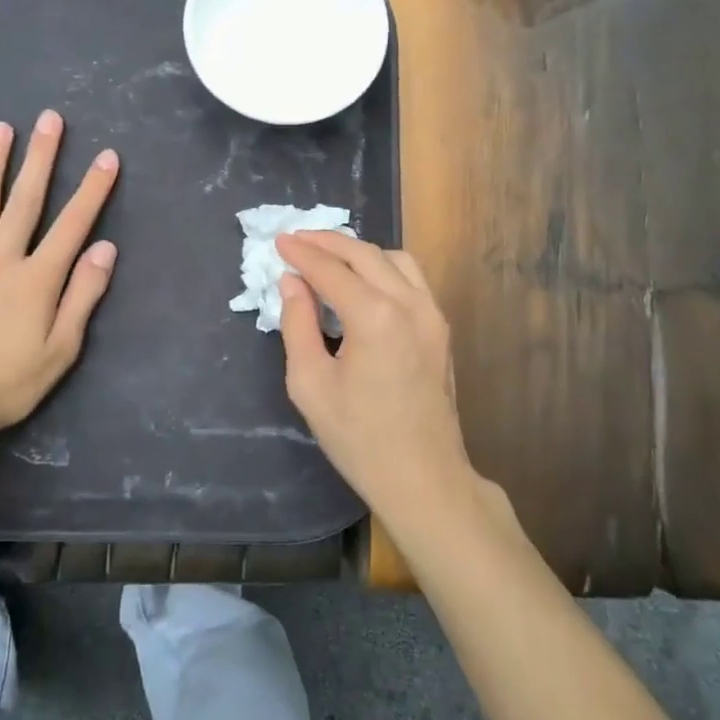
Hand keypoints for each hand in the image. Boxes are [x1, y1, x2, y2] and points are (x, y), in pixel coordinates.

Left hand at [0, 110, 118, 452]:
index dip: (93, 189)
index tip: (108, 157)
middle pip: (26, 200)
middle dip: (42, 158)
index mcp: (37, 278)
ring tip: (1, 127)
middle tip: (50, 119)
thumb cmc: (8, 383)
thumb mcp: (60, 350)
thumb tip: (105, 249)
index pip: (73, 224)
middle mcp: (1, 258)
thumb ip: (83, 296)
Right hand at [275, 232, 479, 529]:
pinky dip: (383, 267)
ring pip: (394, 259)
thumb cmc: (358, 437)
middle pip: (364, 254)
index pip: (331, 270)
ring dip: (358, 251)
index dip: (301, 253)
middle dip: (327, 242)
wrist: (423, 478)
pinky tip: (363, 280)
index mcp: (375, 317)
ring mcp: (432, 314)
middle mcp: (409, 304)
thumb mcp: (310, 384)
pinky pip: (412, 278)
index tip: (279, 241)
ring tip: (328, 257)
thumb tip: (292, 283)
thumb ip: (297, 324)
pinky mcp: (441, 328)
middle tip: (297, 240)